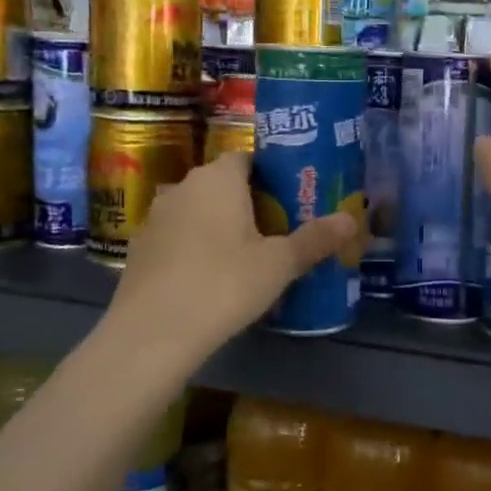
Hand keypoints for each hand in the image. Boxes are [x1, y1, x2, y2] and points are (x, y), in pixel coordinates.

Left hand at [105, 152, 354, 362]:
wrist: (152, 333)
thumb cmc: (224, 284)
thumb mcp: (279, 264)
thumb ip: (315, 239)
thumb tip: (350, 219)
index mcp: (218, 178)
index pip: (247, 158)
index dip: (271, 174)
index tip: (292, 197)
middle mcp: (183, 187)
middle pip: (222, 184)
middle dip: (248, 201)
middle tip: (278, 227)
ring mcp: (155, 217)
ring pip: (197, 210)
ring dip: (218, 224)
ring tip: (246, 253)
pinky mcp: (139, 248)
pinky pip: (177, 237)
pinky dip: (194, 247)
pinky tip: (209, 276)